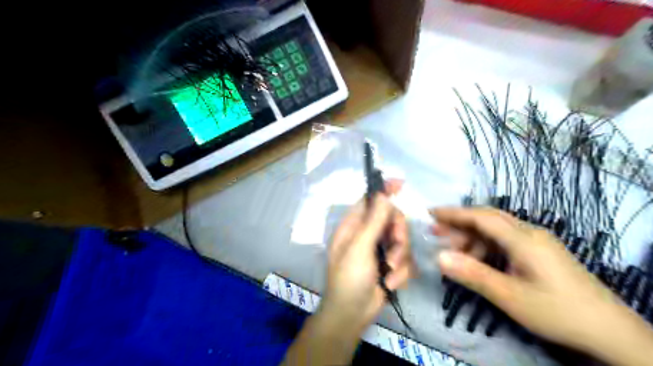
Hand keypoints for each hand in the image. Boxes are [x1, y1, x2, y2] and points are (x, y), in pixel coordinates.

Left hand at [321, 181, 411, 332]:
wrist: (352, 314)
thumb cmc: (349, 278)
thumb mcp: (359, 248)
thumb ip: (373, 221)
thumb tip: (383, 194)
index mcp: (354, 226)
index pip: (370, 200)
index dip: (384, 191)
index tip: (401, 184)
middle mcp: (367, 234)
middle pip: (392, 220)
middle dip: (398, 235)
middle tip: (394, 248)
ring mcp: (380, 249)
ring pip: (402, 241)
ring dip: (399, 258)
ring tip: (389, 272)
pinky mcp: (391, 265)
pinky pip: (406, 260)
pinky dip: (401, 272)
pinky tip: (390, 283)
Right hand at [433, 208, 651, 364]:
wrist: (610, 332)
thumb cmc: (557, 311)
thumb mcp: (509, 296)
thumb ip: (472, 274)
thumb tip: (438, 257)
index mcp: (523, 238)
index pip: (481, 216)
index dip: (453, 213)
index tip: (429, 213)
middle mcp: (529, 232)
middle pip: (487, 219)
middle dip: (459, 223)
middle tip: (435, 233)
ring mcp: (536, 241)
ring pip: (495, 231)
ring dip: (471, 239)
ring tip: (452, 254)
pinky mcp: (539, 252)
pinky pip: (505, 242)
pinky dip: (485, 248)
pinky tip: (476, 262)